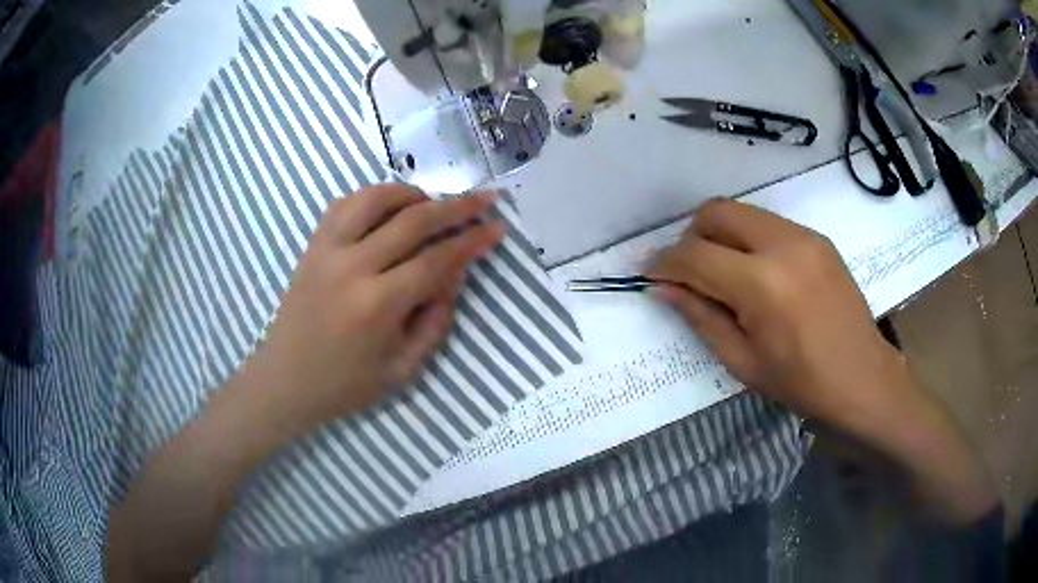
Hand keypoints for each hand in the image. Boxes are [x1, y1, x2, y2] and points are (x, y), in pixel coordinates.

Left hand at [249, 184, 503, 434]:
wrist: (285, 380)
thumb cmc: (346, 385)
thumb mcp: (402, 369)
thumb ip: (434, 321)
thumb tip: (455, 274)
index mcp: (377, 305)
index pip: (437, 260)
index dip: (472, 241)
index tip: (497, 227)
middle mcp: (352, 267)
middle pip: (413, 221)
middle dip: (457, 206)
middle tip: (486, 197)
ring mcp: (328, 250)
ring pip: (375, 199)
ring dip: (413, 194)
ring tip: (434, 202)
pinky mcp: (313, 246)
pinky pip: (344, 204)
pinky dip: (373, 196)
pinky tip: (389, 206)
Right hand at [647, 198, 905, 432]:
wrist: (862, 377)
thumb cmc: (801, 383)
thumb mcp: (742, 361)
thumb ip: (700, 316)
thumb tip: (664, 288)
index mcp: (762, 285)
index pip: (695, 255)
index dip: (664, 262)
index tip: (649, 272)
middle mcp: (783, 245)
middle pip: (717, 212)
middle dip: (691, 236)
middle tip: (688, 271)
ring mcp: (804, 236)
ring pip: (742, 212)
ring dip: (720, 236)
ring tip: (723, 274)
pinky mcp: (817, 237)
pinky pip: (768, 224)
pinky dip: (748, 240)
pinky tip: (757, 274)